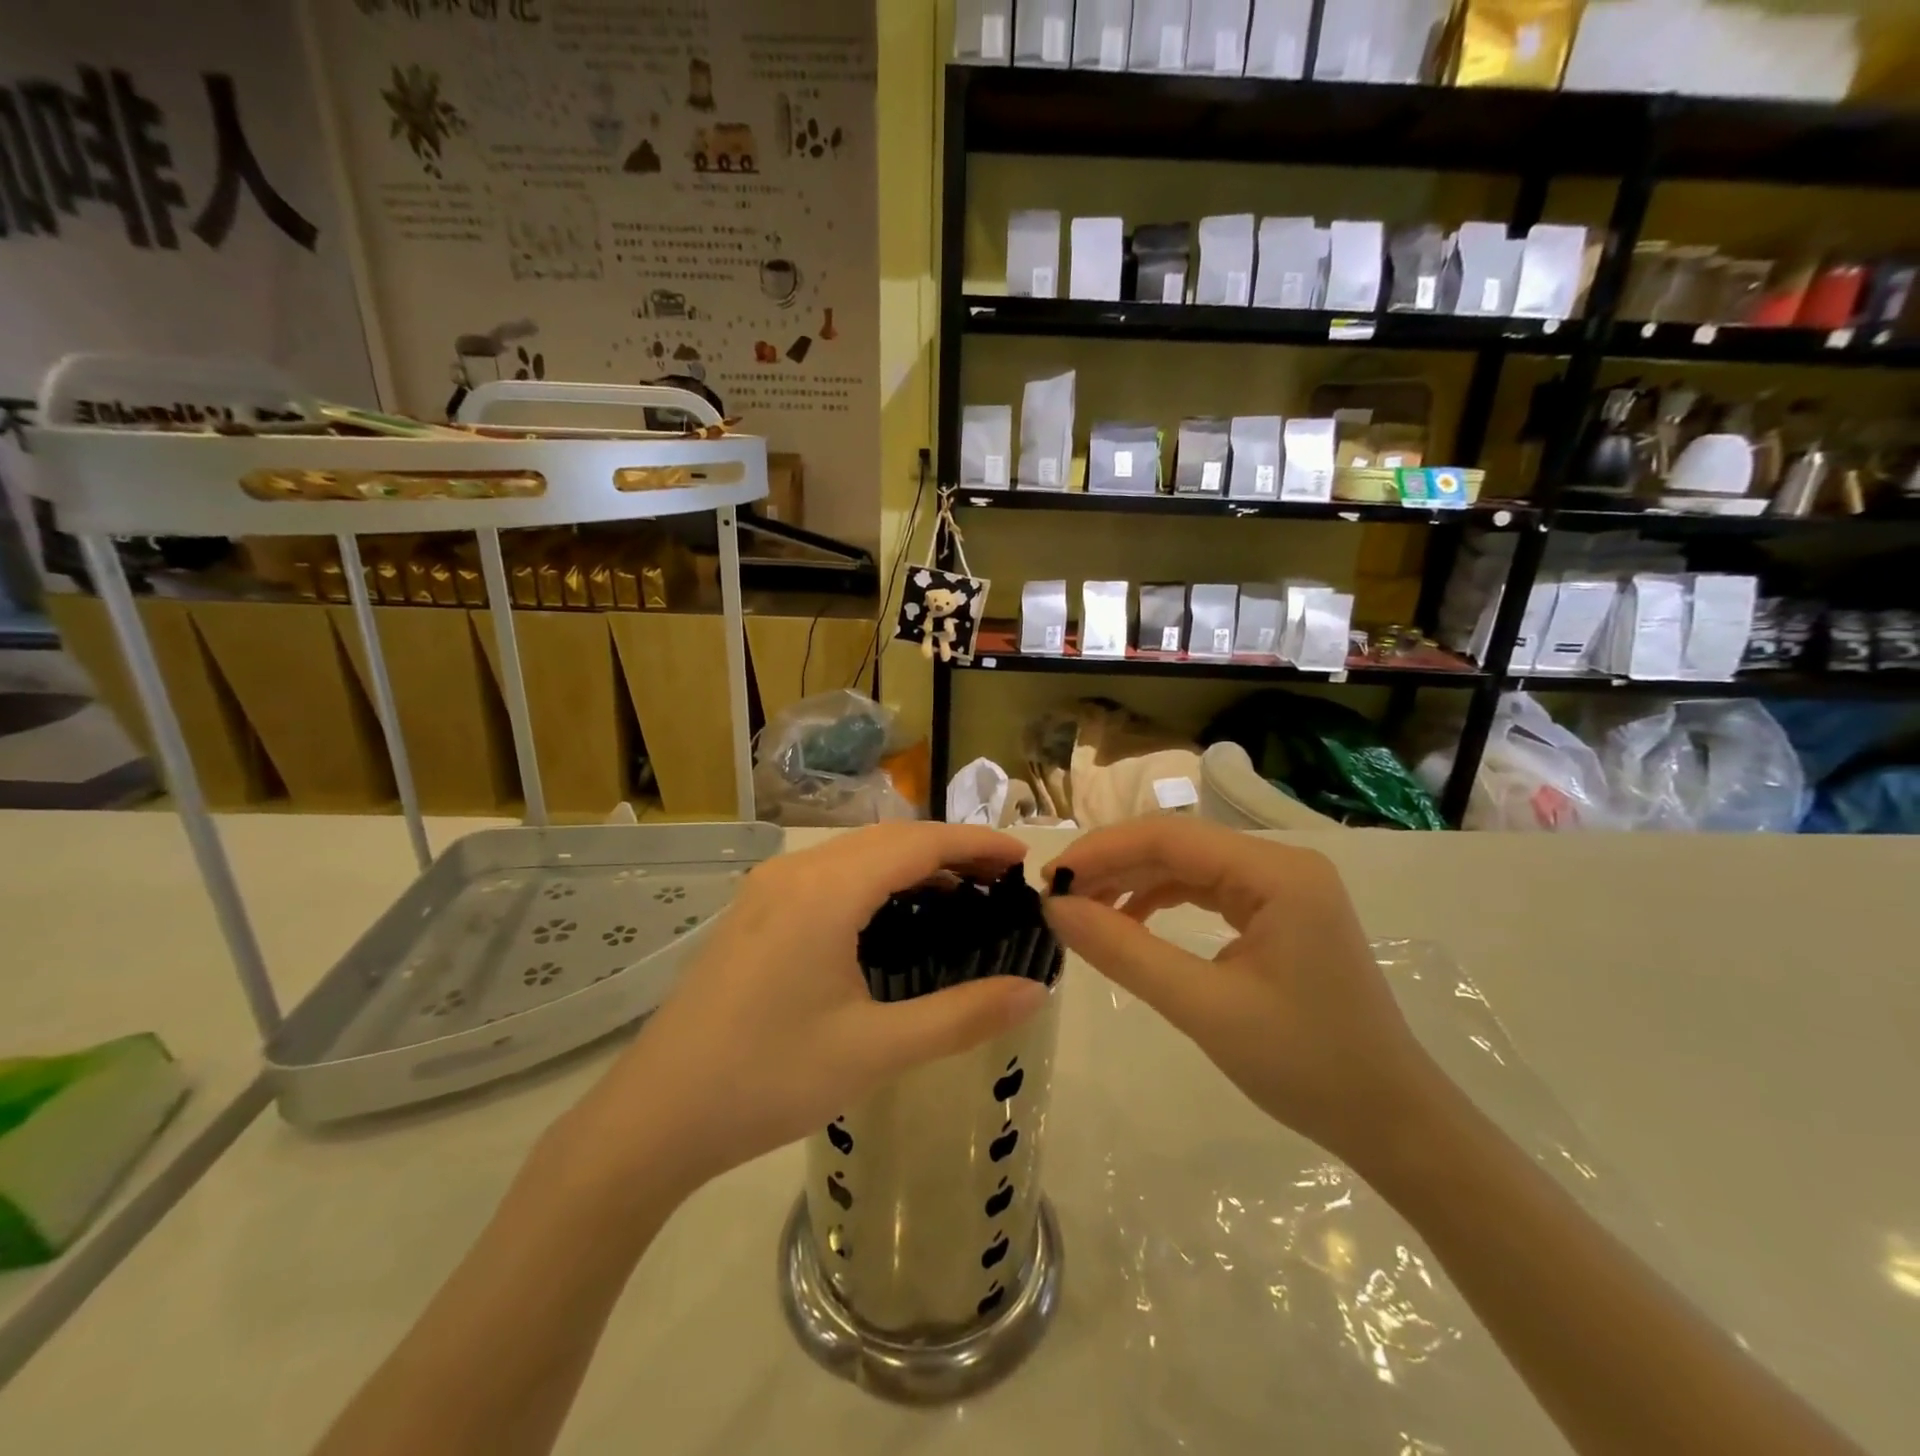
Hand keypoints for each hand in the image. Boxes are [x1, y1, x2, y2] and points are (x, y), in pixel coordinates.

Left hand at [571, 824, 1050, 1195]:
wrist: (654, 1117)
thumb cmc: (768, 1080)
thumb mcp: (875, 1051)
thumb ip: (962, 1016)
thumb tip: (1035, 992)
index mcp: (826, 892)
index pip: (918, 844)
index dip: (975, 844)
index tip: (1022, 860)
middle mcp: (795, 872)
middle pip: (889, 840)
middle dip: (950, 850)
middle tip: (1001, 881)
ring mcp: (768, 889)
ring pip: (857, 854)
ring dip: (911, 863)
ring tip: (961, 893)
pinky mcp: (754, 911)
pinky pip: (830, 874)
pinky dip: (875, 880)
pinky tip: (894, 914)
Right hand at [1043, 819, 1440, 1165]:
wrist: (1392, 1123)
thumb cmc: (1305, 1066)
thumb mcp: (1203, 1008)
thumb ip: (1125, 952)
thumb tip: (1056, 909)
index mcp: (1277, 873)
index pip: (1170, 837)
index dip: (1102, 851)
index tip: (1049, 880)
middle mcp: (1281, 865)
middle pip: (1178, 845)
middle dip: (1113, 866)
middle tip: (1057, 897)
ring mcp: (1283, 888)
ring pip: (1188, 866)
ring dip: (1133, 882)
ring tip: (1084, 911)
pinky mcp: (1279, 913)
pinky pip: (1207, 891)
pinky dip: (1162, 901)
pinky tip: (1130, 923)